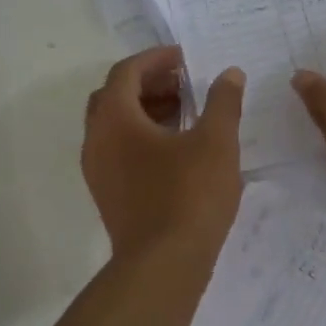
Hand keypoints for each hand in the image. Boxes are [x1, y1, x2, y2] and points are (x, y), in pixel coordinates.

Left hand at [82, 46, 245, 259]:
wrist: (163, 266)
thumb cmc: (189, 196)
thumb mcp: (216, 142)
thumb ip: (223, 102)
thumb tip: (229, 74)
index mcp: (115, 119)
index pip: (126, 72)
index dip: (156, 59)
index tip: (186, 59)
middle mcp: (96, 141)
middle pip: (115, 97)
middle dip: (150, 84)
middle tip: (186, 84)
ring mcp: (98, 171)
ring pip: (116, 127)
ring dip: (147, 111)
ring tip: (187, 114)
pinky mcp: (108, 195)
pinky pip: (120, 152)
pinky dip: (144, 138)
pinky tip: (179, 151)